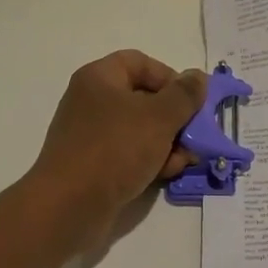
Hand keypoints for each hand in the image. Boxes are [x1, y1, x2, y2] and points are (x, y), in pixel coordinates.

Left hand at [28, 50, 208, 248]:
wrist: (69, 205)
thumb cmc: (115, 149)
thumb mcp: (159, 118)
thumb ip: (184, 95)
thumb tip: (198, 77)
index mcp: (99, 78)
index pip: (140, 62)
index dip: (170, 77)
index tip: (191, 102)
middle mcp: (92, 101)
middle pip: (144, 98)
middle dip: (175, 118)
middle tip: (195, 137)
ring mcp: (91, 135)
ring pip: (140, 129)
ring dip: (168, 143)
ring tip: (183, 162)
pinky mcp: (94, 164)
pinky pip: (129, 153)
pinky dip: (150, 160)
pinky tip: (166, 175)